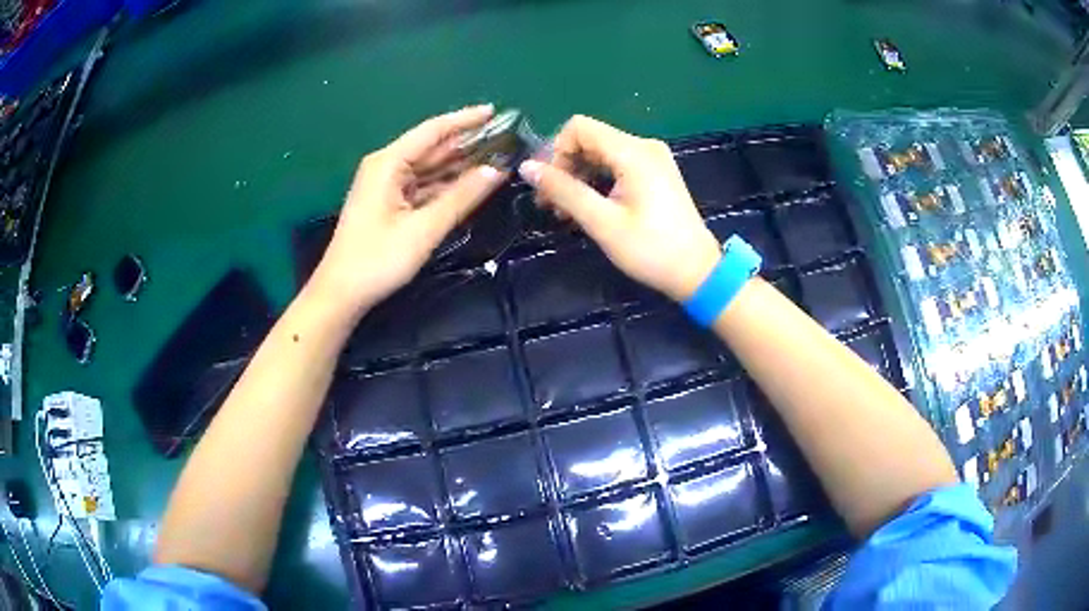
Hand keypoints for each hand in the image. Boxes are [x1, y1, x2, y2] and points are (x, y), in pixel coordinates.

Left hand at [310, 105, 505, 316]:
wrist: (341, 293)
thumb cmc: (378, 259)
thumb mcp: (424, 228)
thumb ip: (461, 197)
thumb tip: (497, 171)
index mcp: (389, 162)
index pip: (433, 131)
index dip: (465, 120)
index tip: (495, 112)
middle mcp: (386, 166)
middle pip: (432, 148)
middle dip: (466, 144)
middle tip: (504, 140)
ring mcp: (386, 185)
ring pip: (429, 168)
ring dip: (459, 165)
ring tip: (496, 159)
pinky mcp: (388, 203)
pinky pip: (422, 186)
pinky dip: (445, 185)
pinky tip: (469, 184)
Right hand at [519, 115, 719, 301]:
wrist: (697, 272)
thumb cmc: (651, 250)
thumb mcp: (602, 221)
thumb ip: (564, 190)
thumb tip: (526, 168)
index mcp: (633, 152)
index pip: (579, 127)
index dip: (556, 151)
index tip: (549, 185)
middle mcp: (643, 146)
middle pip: (589, 139)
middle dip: (564, 166)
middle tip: (550, 204)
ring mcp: (652, 158)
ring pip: (601, 153)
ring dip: (578, 176)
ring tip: (565, 211)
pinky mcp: (655, 172)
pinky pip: (616, 164)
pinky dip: (597, 180)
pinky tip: (588, 206)